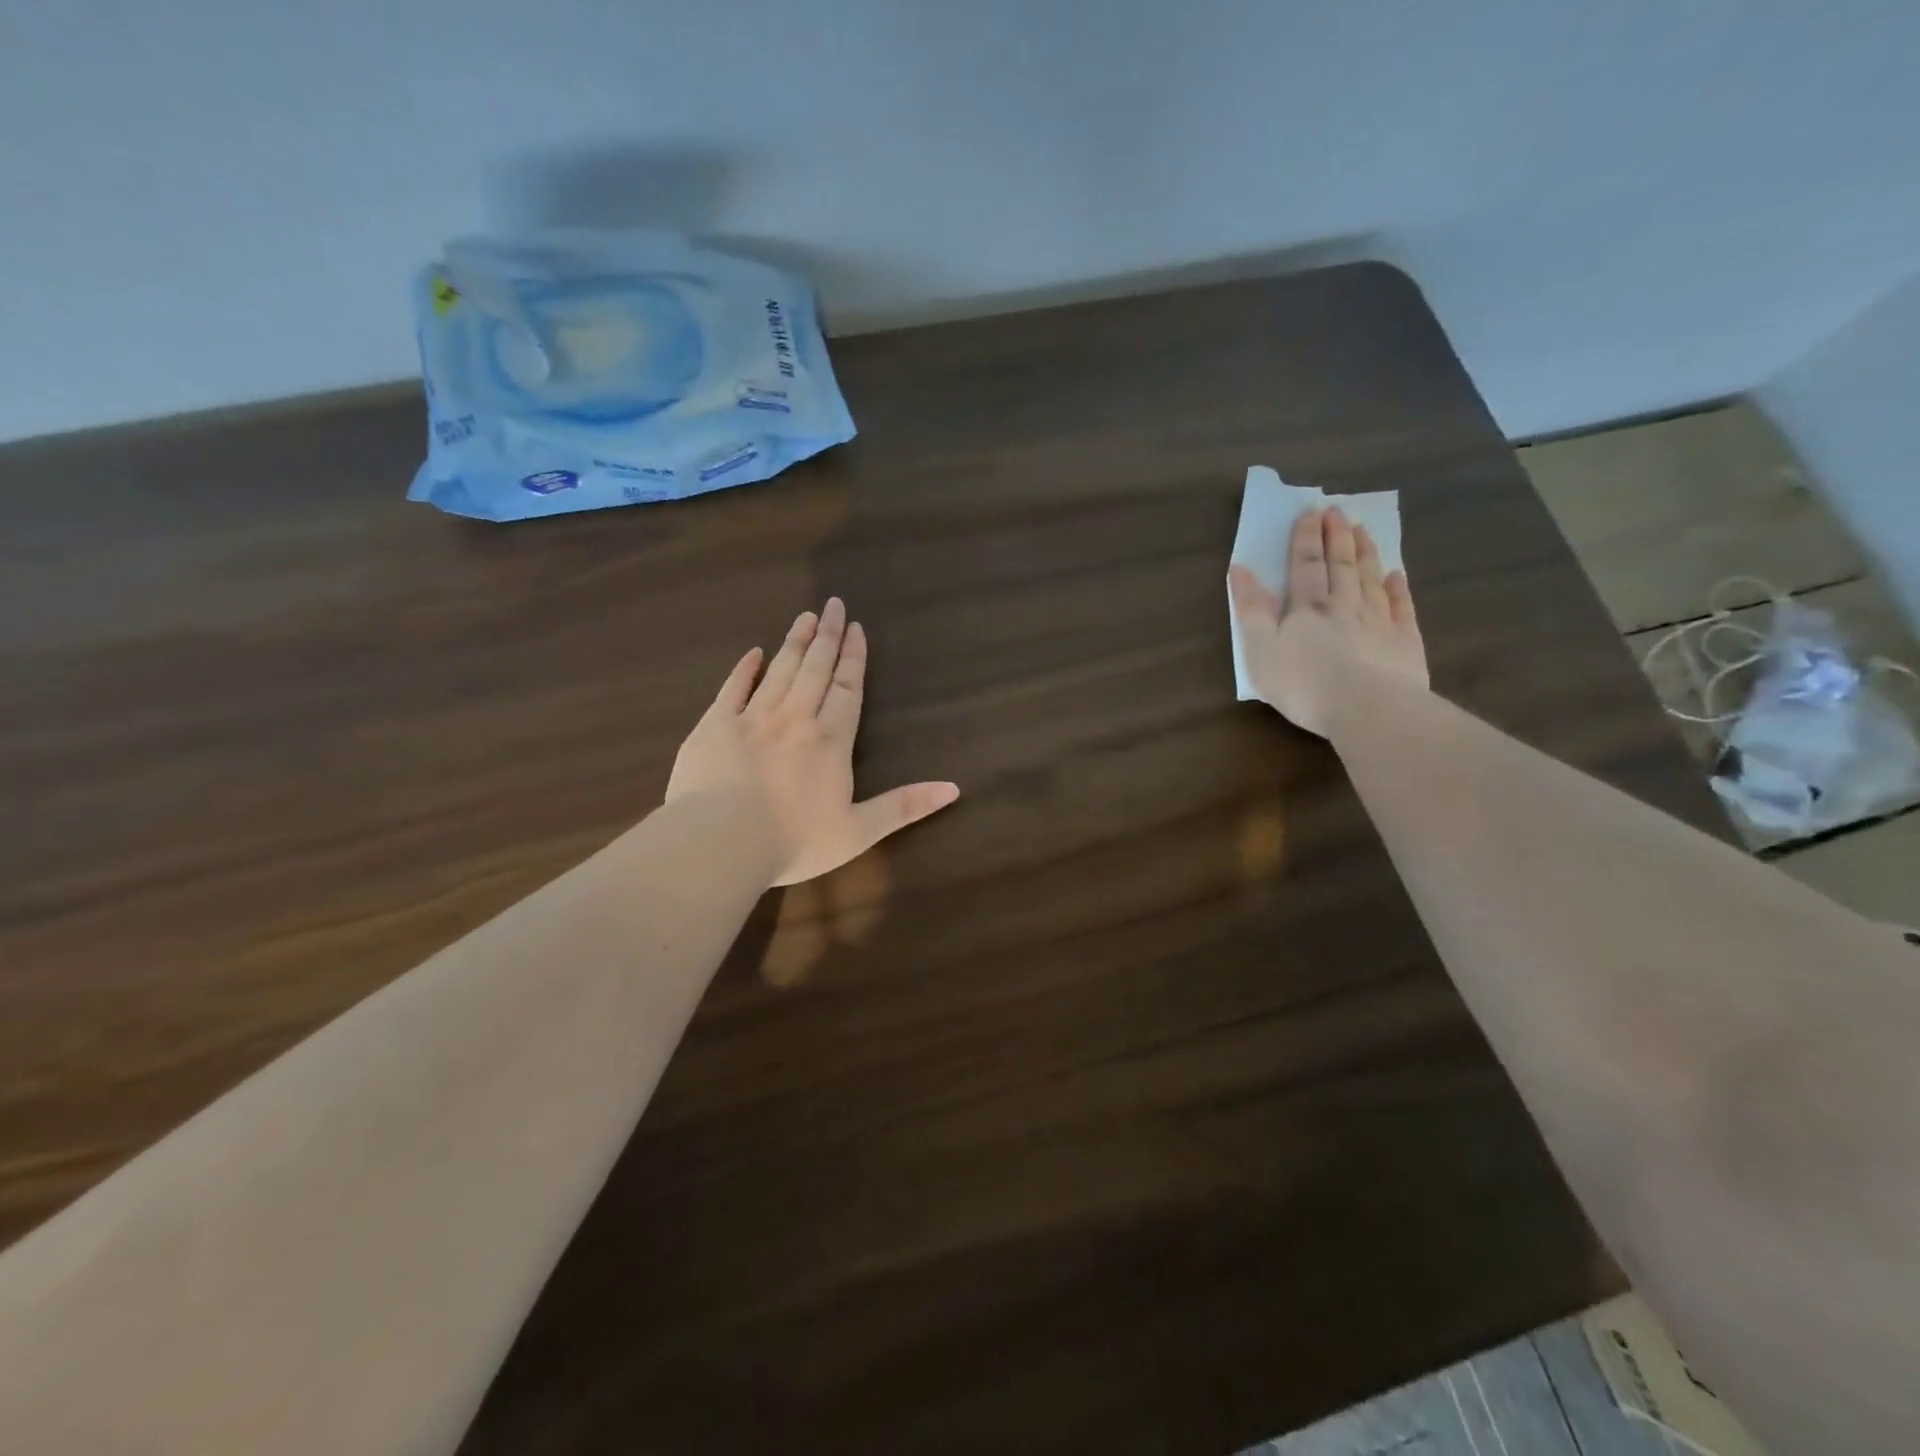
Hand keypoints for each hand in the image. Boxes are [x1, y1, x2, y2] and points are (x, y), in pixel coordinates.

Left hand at [666, 598, 960, 886]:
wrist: (720, 842)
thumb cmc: (794, 841)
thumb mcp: (859, 831)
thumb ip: (904, 807)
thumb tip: (953, 788)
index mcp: (830, 741)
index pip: (848, 689)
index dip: (854, 658)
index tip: (856, 629)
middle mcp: (795, 718)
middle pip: (816, 669)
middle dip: (827, 636)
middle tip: (834, 605)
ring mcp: (752, 718)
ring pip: (779, 670)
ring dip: (794, 642)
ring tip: (805, 617)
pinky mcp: (714, 725)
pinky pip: (732, 688)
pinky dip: (744, 668)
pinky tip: (753, 653)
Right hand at [1229, 505, 1427, 736]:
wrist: (1367, 708)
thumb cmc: (1303, 683)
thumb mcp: (1260, 649)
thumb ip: (1250, 609)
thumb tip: (1240, 569)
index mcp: (1307, 607)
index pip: (1305, 565)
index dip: (1306, 539)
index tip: (1309, 513)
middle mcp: (1345, 605)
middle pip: (1341, 565)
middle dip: (1336, 537)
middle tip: (1338, 511)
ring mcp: (1379, 622)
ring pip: (1371, 579)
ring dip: (1366, 553)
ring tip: (1363, 530)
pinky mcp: (1404, 643)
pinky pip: (1401, 607)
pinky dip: (1398, 589)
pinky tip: (1397, 575)